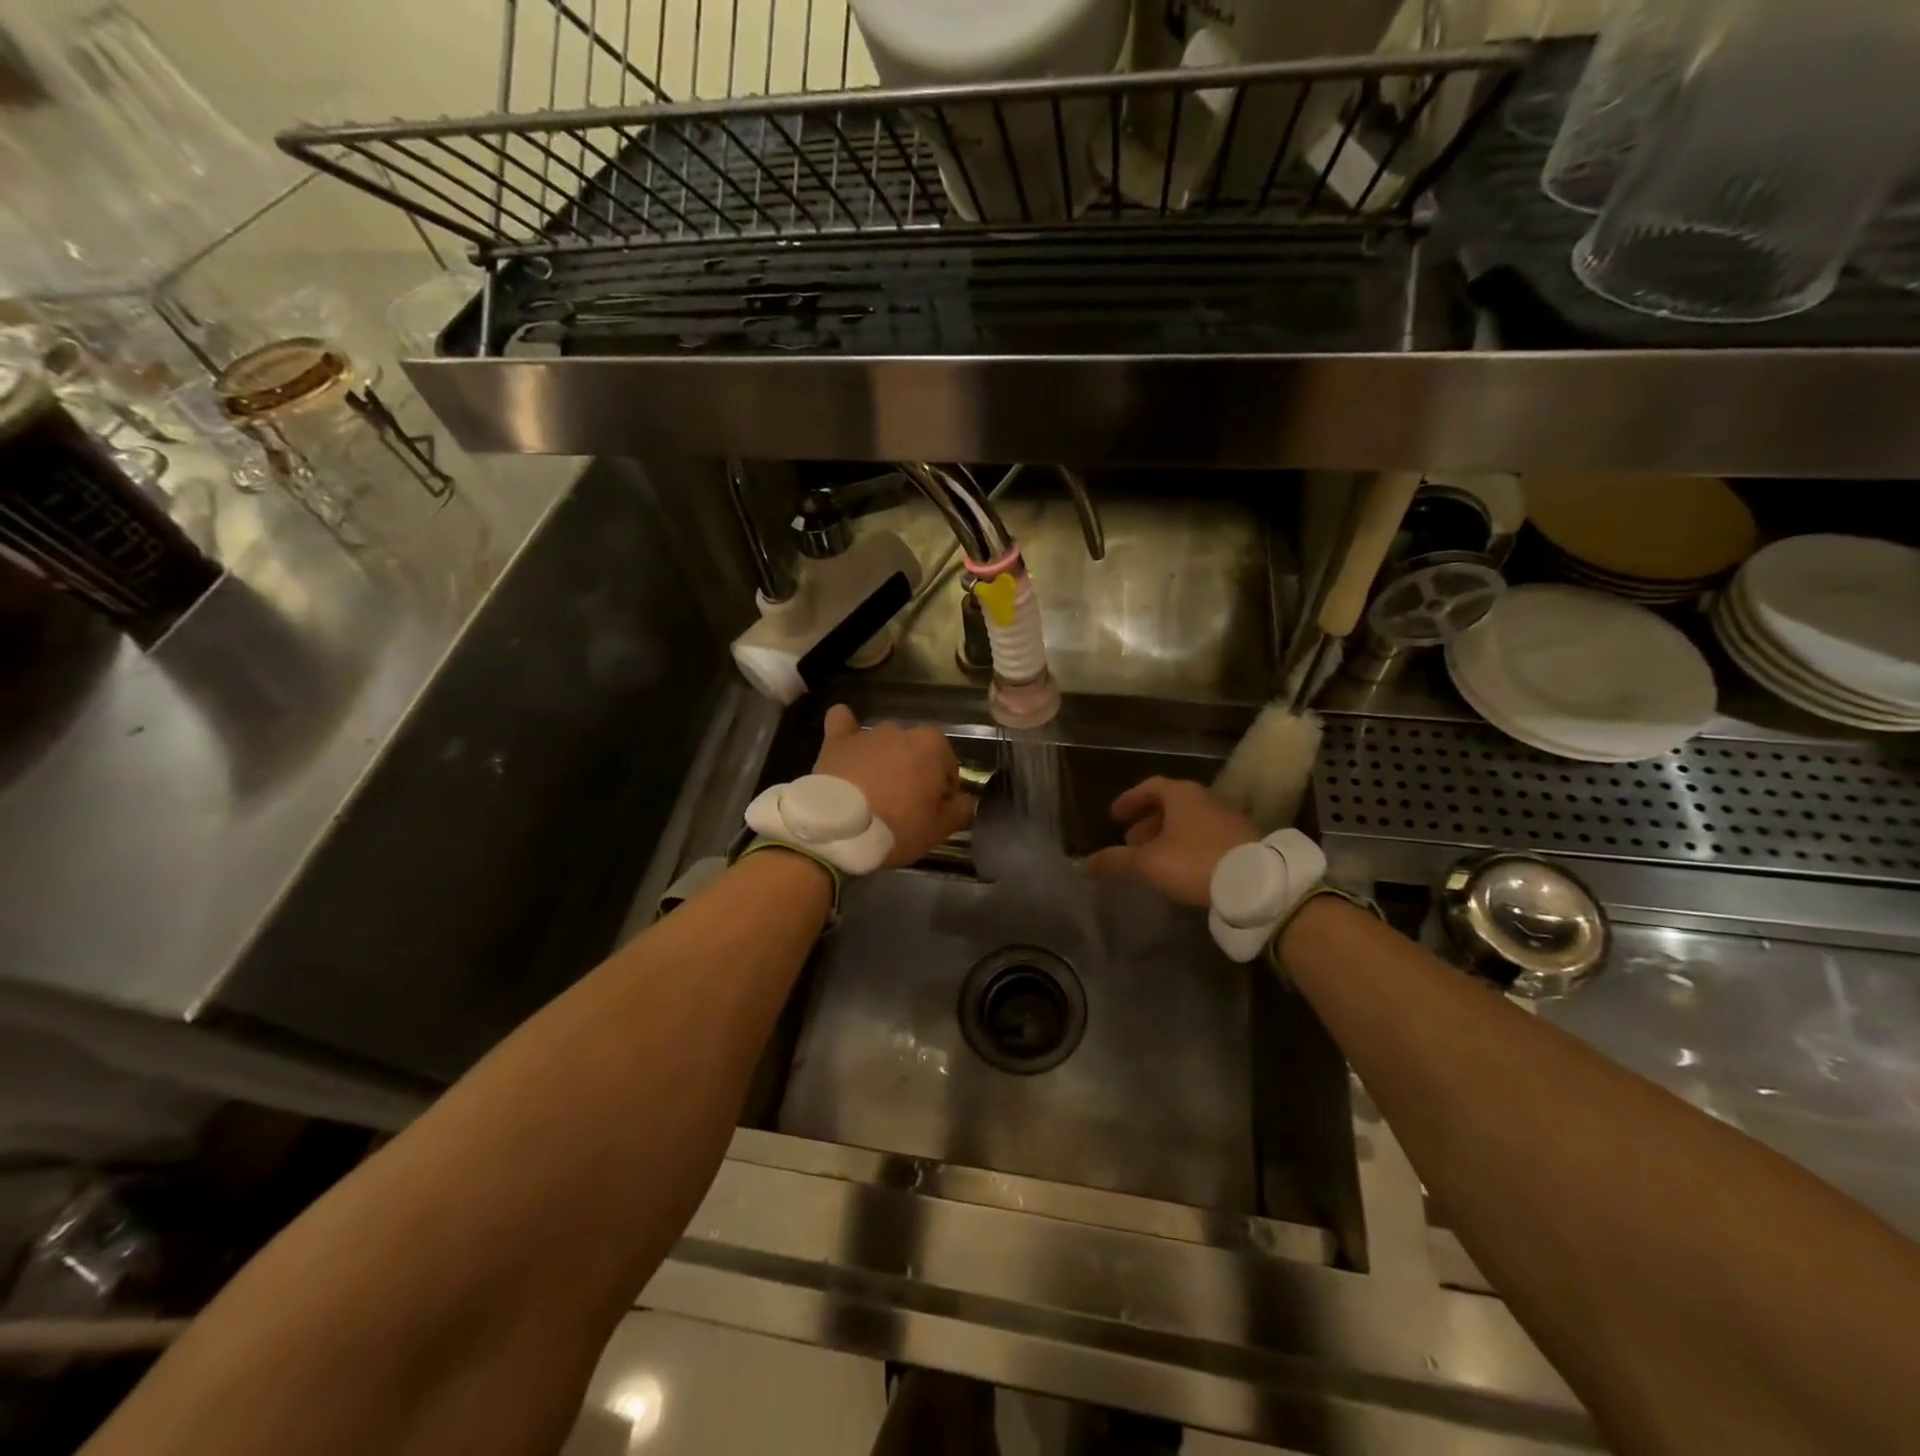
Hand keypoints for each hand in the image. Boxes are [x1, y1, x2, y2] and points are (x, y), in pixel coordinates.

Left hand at [814, 705, 974, 868]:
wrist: (838, 829)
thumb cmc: (897, 827)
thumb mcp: (939, 829)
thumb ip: (961, 810)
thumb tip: (965, 802)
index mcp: (932, 745)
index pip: (948, 766)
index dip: (943, 791)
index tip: (933, 812)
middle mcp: (901, 730)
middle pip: (915, 753)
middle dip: (914, 773)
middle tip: (904, 806)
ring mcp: (866, 734)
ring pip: (884, 744)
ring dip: (884, 761)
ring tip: (873, 793)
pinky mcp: (836, 741)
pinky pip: (842, 723)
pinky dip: (847, 730)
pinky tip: (847, 742)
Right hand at [1086, 777, 1258, 908]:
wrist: (1257, 883)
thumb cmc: (1195, 861)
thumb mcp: (1149, 863)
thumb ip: (1116, 861)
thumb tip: (1083, 864)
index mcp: (1181, 795)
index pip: (1150, 786)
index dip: (1130, 800)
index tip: (1115, 816)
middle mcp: (1206, 799)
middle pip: (1171, 804)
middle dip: (1148, 822)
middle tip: (1131, 842)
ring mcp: (1228, 819)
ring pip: (1190, 822)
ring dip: (1168, 836)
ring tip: (1154, 859)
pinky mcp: (1243, 841)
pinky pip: (1206, 837)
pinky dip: (1188, 846)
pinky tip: (1182, 869)